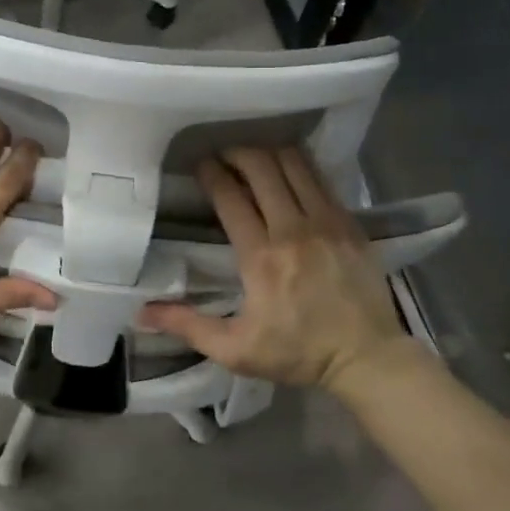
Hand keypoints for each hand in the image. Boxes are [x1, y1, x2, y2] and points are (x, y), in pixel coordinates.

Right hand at [139, 146, 412, 390]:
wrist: (368, 357)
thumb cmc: (298, 353)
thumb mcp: (235, 349)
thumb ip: (187, 326)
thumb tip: (141, 312)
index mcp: (261, 257)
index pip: (230, 197)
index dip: (211, 173)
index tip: (199, 165)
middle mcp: (293, 229)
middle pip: (262, 168)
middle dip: (237, 153)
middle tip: (223, 156)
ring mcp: (326, 222)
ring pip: (294, 165)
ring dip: (268, 154)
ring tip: (253, 159)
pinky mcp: (350, 223)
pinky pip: (320, 178)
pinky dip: (299, 166)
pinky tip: (288, 171)